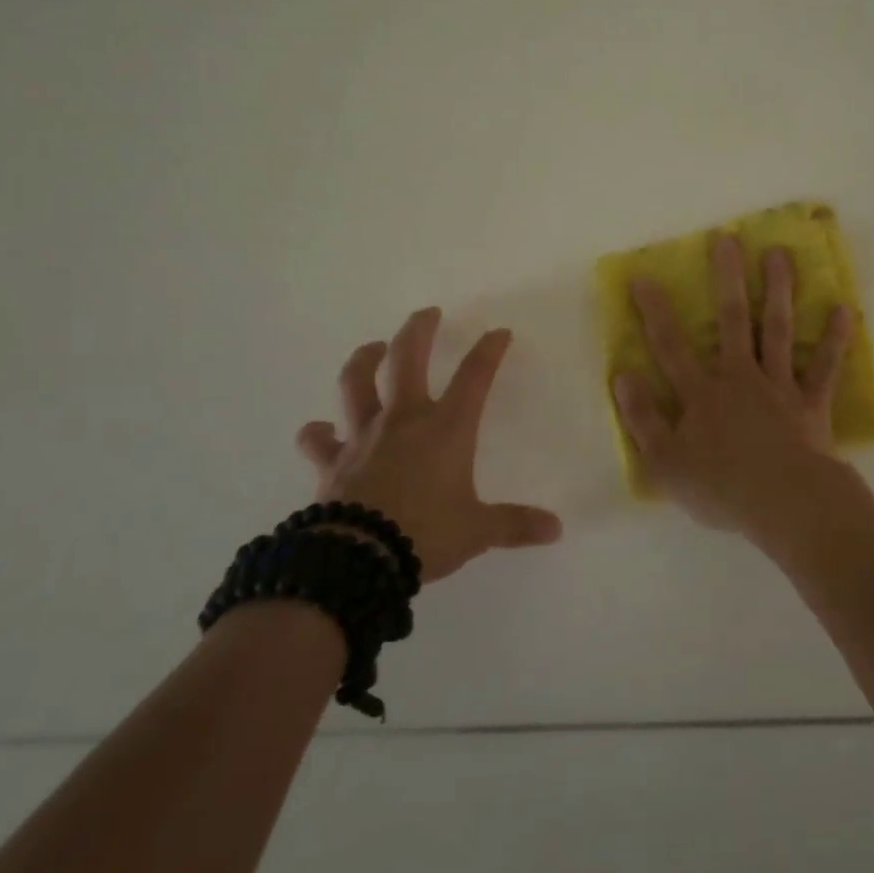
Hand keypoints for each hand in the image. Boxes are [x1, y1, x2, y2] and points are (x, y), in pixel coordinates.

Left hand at [295, 308, 562, 582]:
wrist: (357, 559)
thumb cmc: (425, 534)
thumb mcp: (477, 531)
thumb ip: (515, 524)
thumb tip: (556, 529)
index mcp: (446, 429)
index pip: (474, 377)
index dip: (489, 351)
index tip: (499, 333)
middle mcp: (403, 421)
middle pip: (407, 359)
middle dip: (419, 331)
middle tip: (427, 313)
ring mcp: (363, 437)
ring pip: (356, 383)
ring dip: (364, 360)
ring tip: (373, 349)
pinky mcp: (331, 461)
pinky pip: (318, 440)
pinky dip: (317, 434)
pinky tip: (318, 430)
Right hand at [613, 234, 853, 538]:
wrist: (785, 505)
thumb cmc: (721, 488)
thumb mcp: (665, 463)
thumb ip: (643, 418)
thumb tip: (621, 376)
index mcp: (701, 393)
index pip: (670, 345)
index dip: (655, 311)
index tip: (643, 276)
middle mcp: (739, 377)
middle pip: (732, 320)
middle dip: (727, 278)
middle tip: (728, 239)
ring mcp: (779, 386)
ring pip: (776, 329)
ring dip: (778, 290)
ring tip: (780, 253)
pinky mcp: (811, 403)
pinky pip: (823, 367)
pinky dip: (834, 339)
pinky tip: (843, 310)